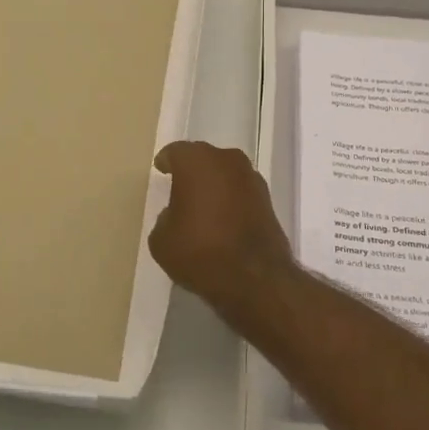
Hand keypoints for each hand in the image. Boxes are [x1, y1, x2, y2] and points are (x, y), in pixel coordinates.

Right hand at [148, 141, 294, 308]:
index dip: (166, 161)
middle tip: (179, 185)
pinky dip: (230, 199)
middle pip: (203, 158)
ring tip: (201, 203)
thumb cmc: (200, 251)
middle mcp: (226, 160)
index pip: (176, 152)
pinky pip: (240, 191)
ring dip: (214, 183)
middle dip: (191, 169)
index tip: (161, 168)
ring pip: (225, 173)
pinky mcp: (268, 199)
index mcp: (196, 161)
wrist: (255, 278)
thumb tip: (175, 214)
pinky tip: (222, 217)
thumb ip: (164, 218)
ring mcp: (251, 178)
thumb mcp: (162, 241)